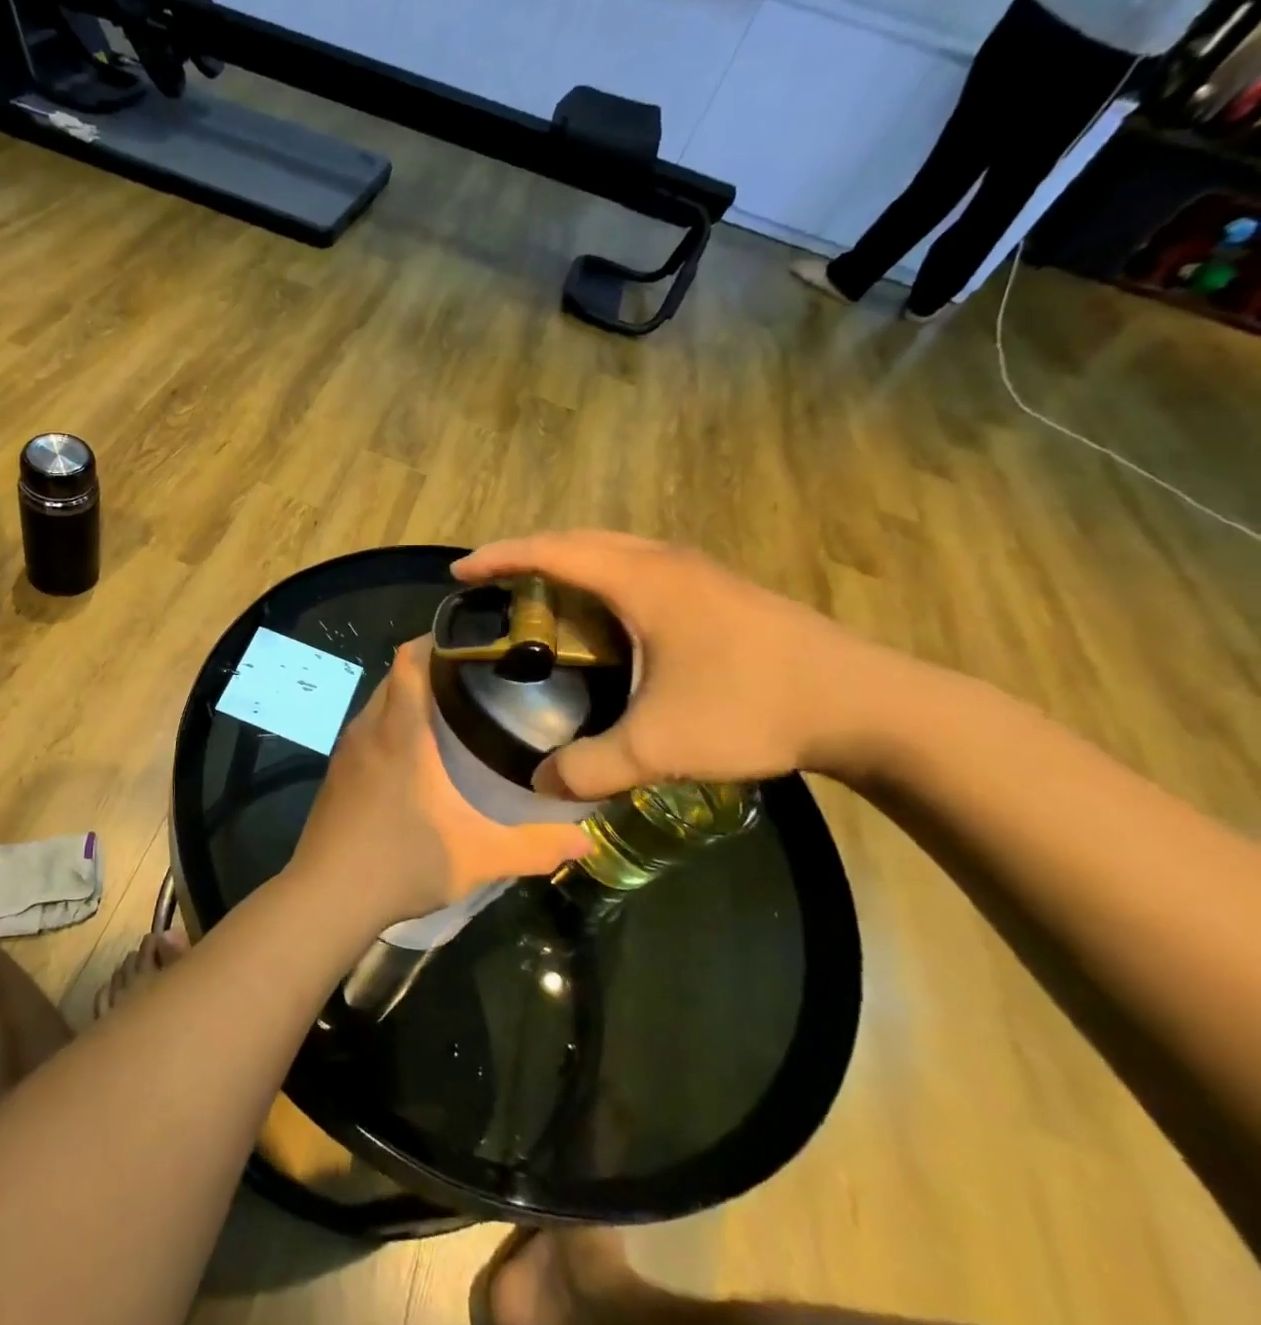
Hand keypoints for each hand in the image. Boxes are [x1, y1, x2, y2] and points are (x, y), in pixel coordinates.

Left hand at [290, 638, 589, 928]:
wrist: (326, 897)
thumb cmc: (400, 863)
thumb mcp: (477, 857)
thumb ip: (534, 846)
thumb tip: (584, 840)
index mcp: (400, 732)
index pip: (409, 659)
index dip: (437, 640)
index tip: (474, 641)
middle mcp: (369, 729)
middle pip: (396, 675)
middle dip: (431, 667)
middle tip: (478, 678)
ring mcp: (347, 751)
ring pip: (379, 702)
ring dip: (409, 697)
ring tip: (453, 710)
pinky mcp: (337, 773)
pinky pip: (367, 729)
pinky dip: (391, 723)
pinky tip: (416, 753)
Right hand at [455, 531, 891, 800]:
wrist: (865, 702)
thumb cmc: (753, 708)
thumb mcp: (660, 746)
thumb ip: (590, 767)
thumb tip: (541, 783)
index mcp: (642, 580)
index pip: (553, 553)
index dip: (500, 558)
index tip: (460, 572)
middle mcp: (665, 561)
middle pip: (578, 540)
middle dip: (526, 554)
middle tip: (490, 582)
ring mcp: (697, 571)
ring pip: (612, 550)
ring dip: (566, 562)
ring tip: (535, 594)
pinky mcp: (717, 589)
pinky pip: (637, 566)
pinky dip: (600, 576)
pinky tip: (601, 617)